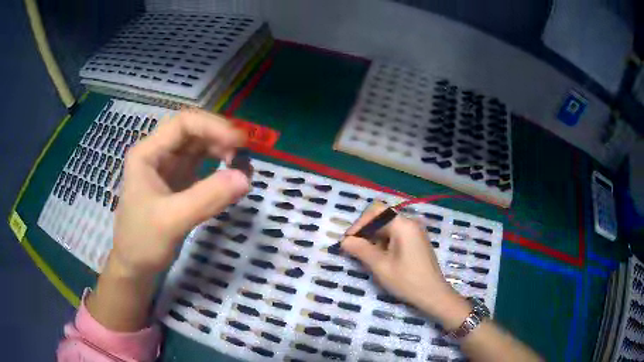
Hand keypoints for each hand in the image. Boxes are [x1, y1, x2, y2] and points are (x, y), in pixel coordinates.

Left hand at [110, 109, 250, 276]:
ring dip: (221, 151)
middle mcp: (158, 154)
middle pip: (193, 132)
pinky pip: (201, 166)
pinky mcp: (178, 184)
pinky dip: (218, 168)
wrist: (135, 268)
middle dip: (219, 137)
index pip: (183, 124)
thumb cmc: (143, 242)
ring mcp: (168, 169)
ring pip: (199, 147)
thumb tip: (245, 178)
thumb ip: (206, 198)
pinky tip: (230, 177)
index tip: (239, 143)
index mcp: (148, 153)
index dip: (213, 126)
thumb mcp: (172, 220)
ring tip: (241, 166)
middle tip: (244, 154)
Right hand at [341, 201, 469, 327]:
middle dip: (365, 231)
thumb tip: (344, 241)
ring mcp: (414, 232)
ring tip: (363, 255)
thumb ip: (361, 250)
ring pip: (387, 227)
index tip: (347, 241)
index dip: (359, 224)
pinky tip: (378, 257)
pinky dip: (383, 242)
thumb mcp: (380, 266)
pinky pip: (395, 235)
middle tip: (352, 248)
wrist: (433, 295)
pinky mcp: (416, 241)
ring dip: (373, 238)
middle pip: (382, 218)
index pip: (375, 212)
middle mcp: (410, 223)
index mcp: (403, 224)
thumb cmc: (407, 280)